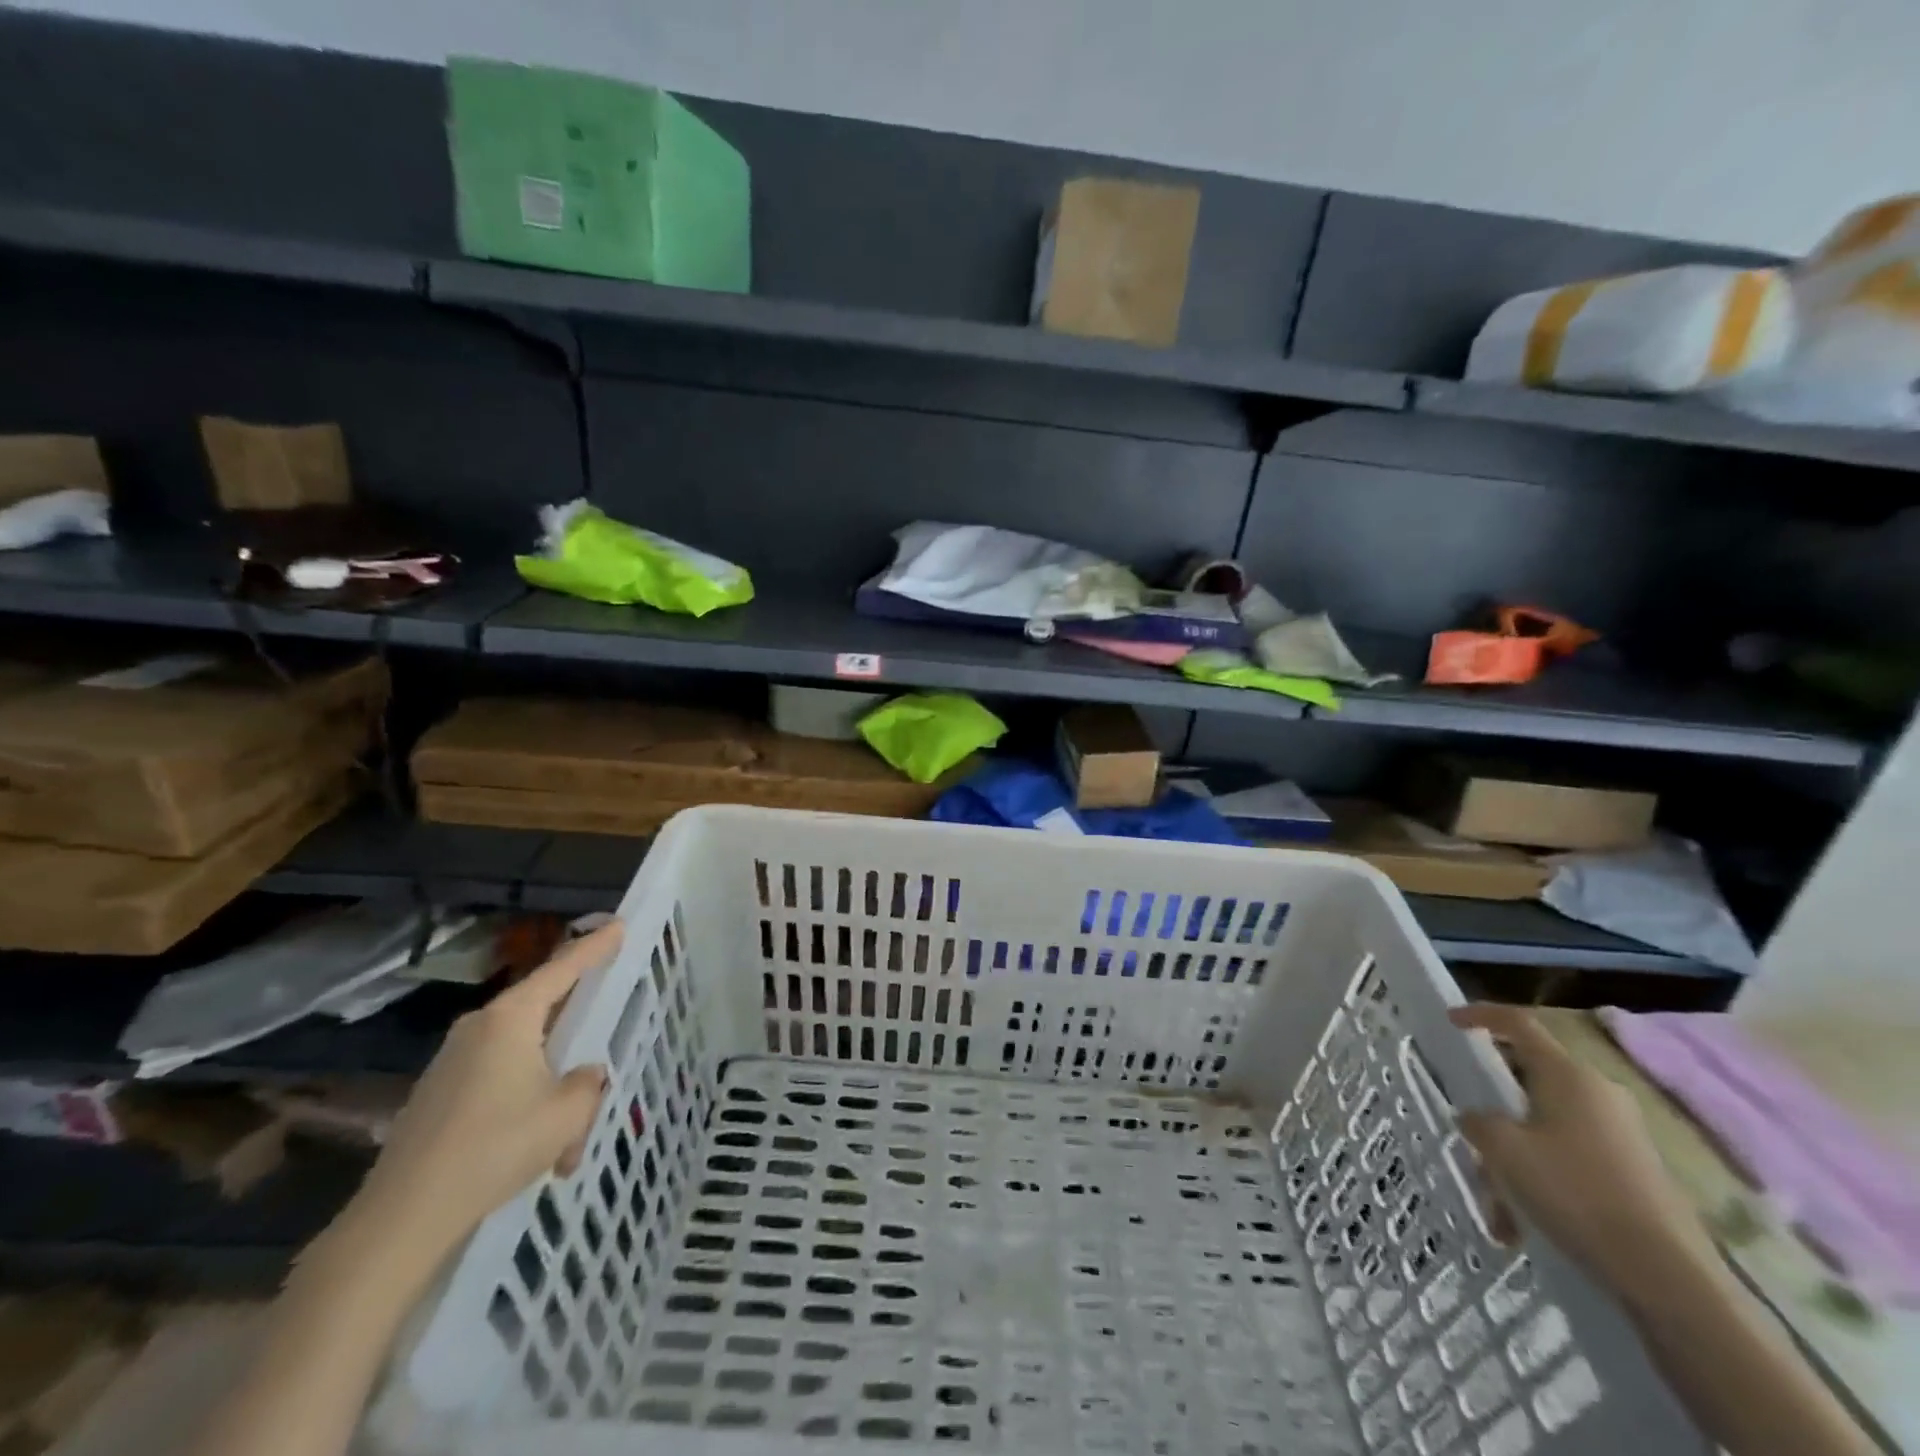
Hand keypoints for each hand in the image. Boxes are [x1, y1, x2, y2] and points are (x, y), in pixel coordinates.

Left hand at [352, 921, 622, 1257]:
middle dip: (576, 1035)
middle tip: (603, 1042)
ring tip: (568, 1138)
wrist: (402, 1217)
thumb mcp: (566, 1113)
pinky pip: (497, 1080)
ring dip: (550, 1086)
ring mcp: (453, 1061)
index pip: (563, 968)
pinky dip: (523, 1105)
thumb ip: (588, 1083)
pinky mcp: (438, 1095)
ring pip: (522, 1055)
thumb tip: (584, 1074)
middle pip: (542, 1012)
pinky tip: (535, 1150)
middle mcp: (479, 1028)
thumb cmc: (495, 1147)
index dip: (595, 947)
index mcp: (511, 1018)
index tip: (618, 925)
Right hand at [1450, 1003, 1710, 1291]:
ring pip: (1545, 1128)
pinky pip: (1571, 1159)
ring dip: (1514, 1159)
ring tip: (1497, 1207)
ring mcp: (1623, 1134)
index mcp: (1568, 1074)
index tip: (1451, 1021)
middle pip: (1529, 1081)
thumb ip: (1479, 1122)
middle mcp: (1599, 1093)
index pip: (1519, 1023)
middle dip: (1493, 1112)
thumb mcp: (1504, 1151)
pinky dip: (1541, 1180)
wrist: (1670, 1279)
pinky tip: (1527, 1226)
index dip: (1481, 1015)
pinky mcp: (1636, 1172)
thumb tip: (1477, 1118)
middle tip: (1469, 1136)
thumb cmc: (1575, 1193)